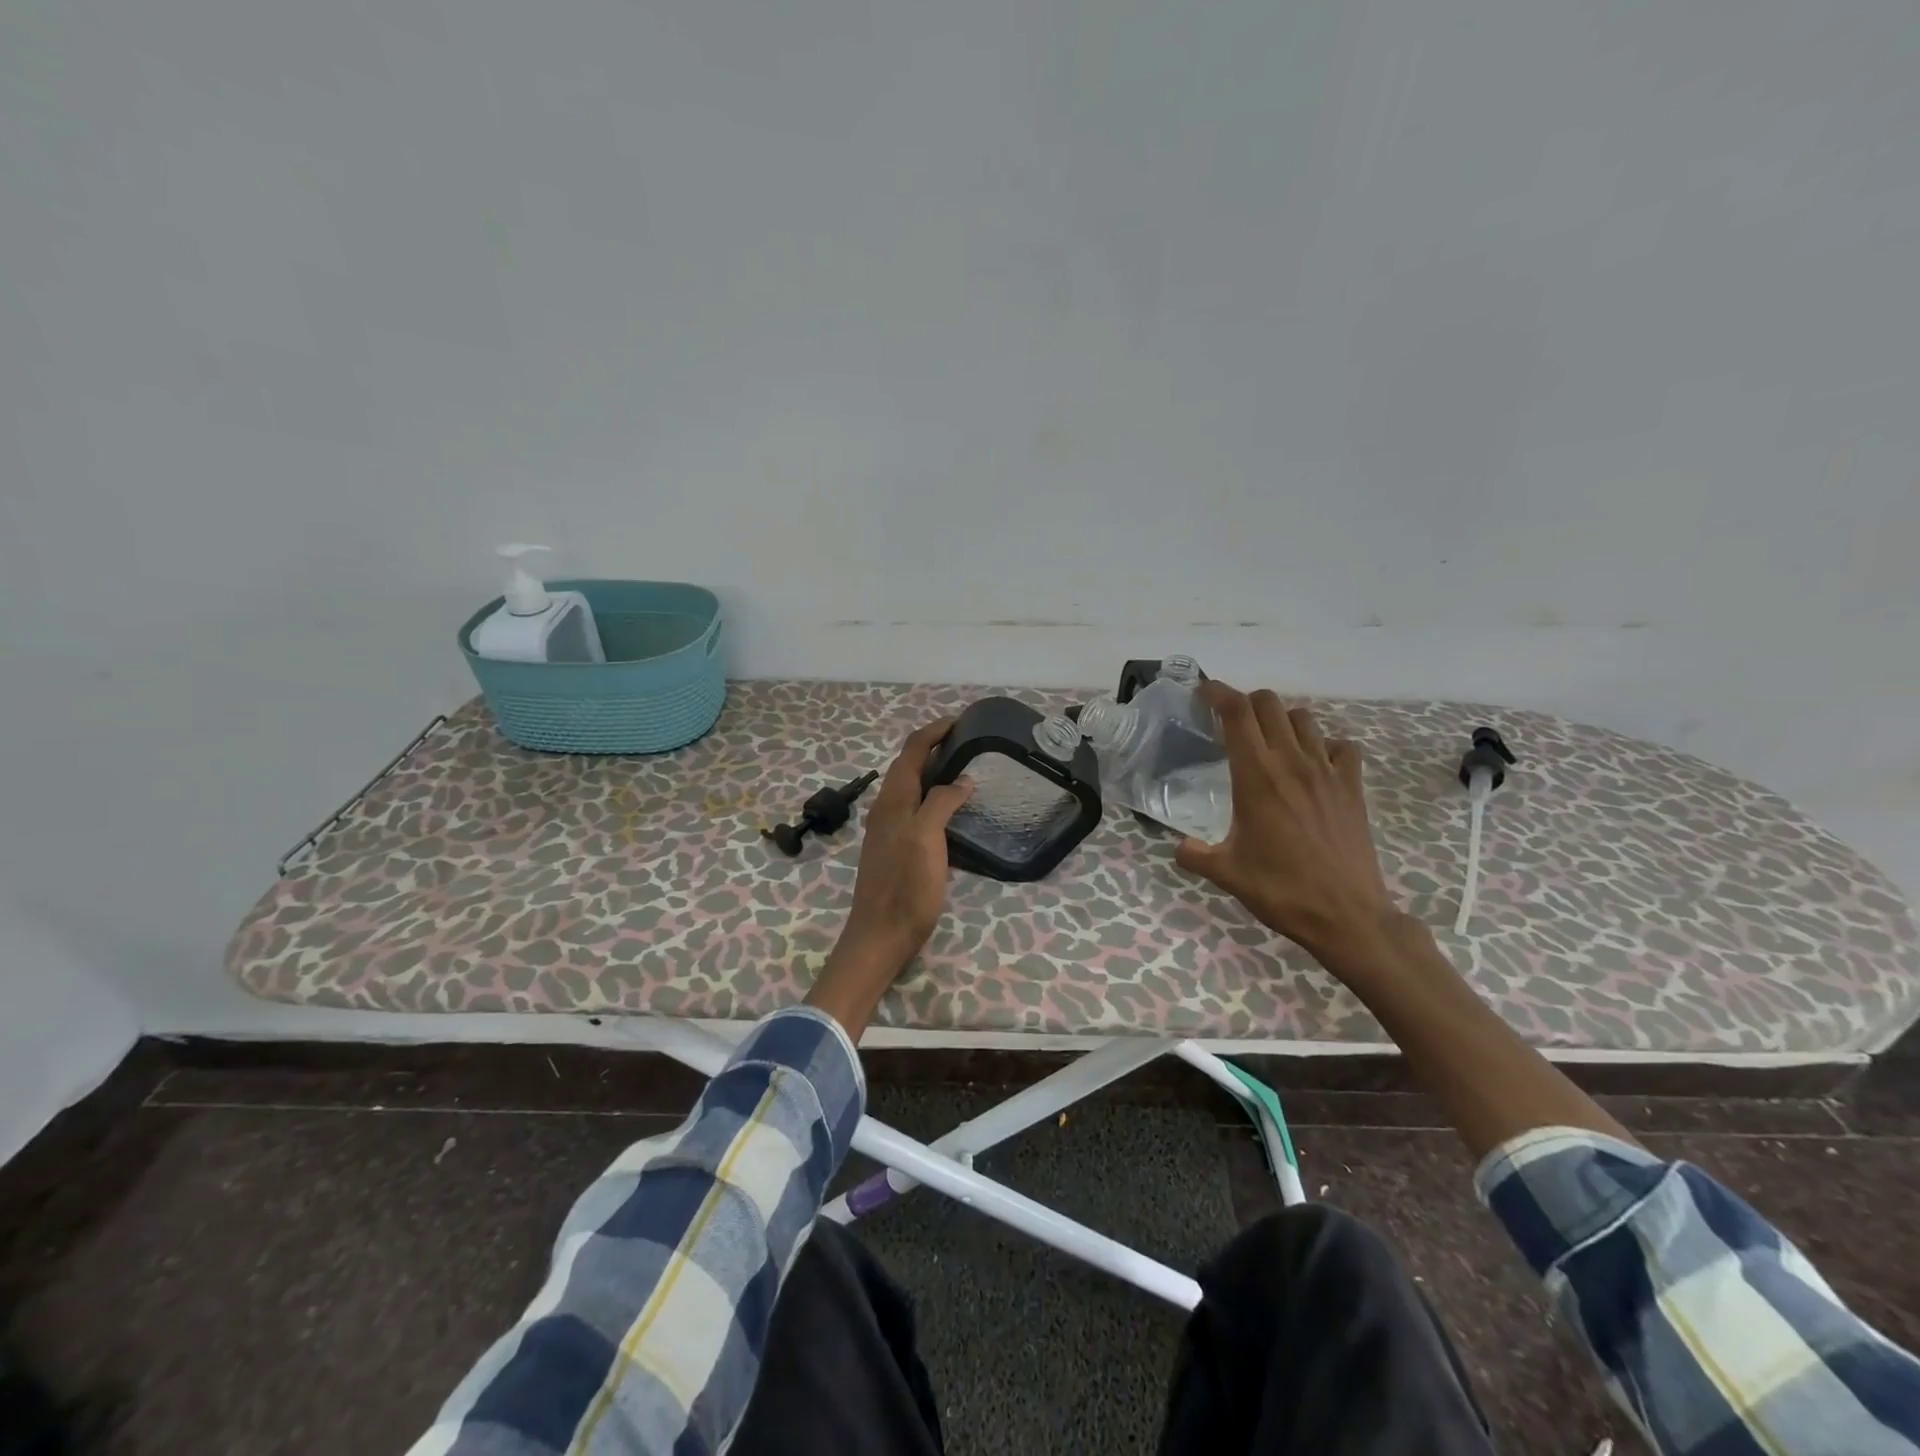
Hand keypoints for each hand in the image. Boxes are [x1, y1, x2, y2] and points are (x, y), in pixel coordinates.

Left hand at [806, 719, 973, 1036]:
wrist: (880, 936)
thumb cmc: (906, 887)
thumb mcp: (927, 839)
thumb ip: (942, 803)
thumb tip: (962, 779)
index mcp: (893, 800)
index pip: (911, 750)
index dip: (934, 731)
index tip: (961, 721)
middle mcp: (887, 808)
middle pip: (909, 765)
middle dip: (935, 747)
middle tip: (969, 743)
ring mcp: (889, 828)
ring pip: (911, 787)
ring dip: (934, 771)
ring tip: (965, 769)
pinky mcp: (896, 847)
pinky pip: (915, 808)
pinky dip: (933, 796)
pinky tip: (951, 809)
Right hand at [1175, 682, 1399, 965]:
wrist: (1347, 916)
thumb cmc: (1280, 891)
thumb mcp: (1226, 873)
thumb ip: (1194, 854)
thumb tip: (1178, 846)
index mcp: (1256, 777)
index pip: (1236, 713)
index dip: (1216, 692)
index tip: (1201, 692)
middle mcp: (1292, 763)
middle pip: (1268, 703)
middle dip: (1244, 702)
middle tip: (1229, 721)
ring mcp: (1327, 772)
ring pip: (1304, 718)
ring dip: (1281, 720)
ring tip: (1268, 741)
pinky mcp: (1352, 787)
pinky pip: (1340, 747)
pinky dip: (1323, 745)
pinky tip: (1313, 765)